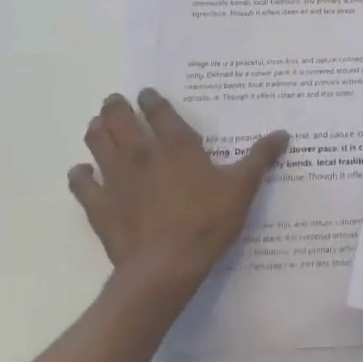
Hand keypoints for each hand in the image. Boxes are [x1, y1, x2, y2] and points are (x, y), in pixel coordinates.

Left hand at [68, 90, 288, 288]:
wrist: (165, 267)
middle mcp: (142, 153)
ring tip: (96, 125)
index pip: (159, 111)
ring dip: (97, 131)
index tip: (146, 93)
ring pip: (98, 144)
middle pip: (121, 120)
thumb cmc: (207, 221)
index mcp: (177, 144)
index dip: (151, 99)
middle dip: (116, 107)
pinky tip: (80, 172)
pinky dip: (79, 175)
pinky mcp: (99, 206)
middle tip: (114, 101)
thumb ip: (260, 157)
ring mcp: (116, 179)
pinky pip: (82, 184)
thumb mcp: (243, 187)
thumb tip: (283, 133)